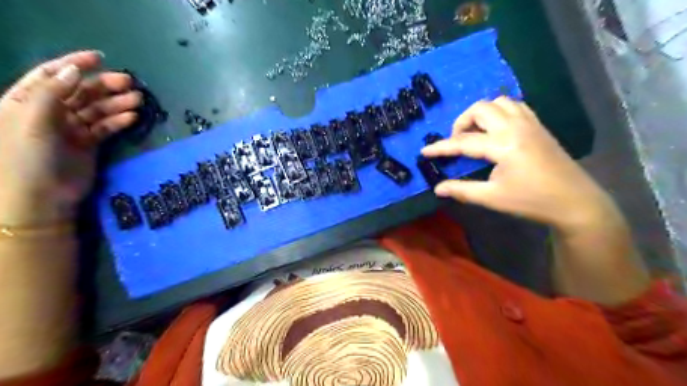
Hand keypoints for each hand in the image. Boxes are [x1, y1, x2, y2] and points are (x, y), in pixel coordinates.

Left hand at [0, 50, 141, 225]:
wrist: (42, 197)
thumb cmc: (27, 157)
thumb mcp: (32, 121)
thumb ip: (52, 93)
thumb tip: (75, 70)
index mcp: (27, 101)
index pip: (52, 75)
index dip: (74, 63)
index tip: (100, 58)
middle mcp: (50, 112)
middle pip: (81, 91)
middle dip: (105, 85)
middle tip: (131, 83)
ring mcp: (71, 128)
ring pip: (97, 109)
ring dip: (117, 103)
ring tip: (138, 100)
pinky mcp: (89, 143)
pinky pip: (106, 127)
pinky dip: (119, 121)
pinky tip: (133, 117)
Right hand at [425, 99, 617, 232]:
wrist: (575, 201)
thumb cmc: (531, 200)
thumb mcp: (492, 198)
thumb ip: (462, 190)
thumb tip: (437, 188)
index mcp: (503, 145)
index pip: (463, 141)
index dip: (441, 147)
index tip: (424, 151)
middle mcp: (515, 127)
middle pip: (480, 109)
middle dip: (462, 122)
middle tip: (457, 142)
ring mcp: (529, 123)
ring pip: (499, 102)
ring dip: (481, 114)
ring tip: (475, 133)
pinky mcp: (538, 126)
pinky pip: (515, 106)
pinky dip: (499, 111)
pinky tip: (497, 129)